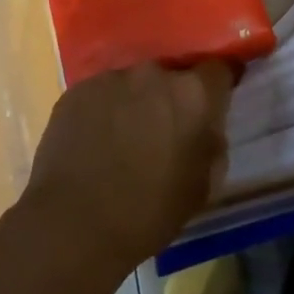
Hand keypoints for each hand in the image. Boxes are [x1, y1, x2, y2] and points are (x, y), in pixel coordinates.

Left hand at [22, 62, 232, 271]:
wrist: (73, 224)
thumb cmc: (148, 213)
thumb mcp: (202, 188)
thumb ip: (211, 145)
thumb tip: (207, 128)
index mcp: (192, 94)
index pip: (218, 69)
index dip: (220, 84)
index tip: (217, 99)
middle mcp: (153, 73)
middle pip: (172, 75)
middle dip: (172, 97)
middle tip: (165, 130)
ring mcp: (112, 77)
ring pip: (134, 84)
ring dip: (136, 103)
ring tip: (124, 140)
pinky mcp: (78, 89)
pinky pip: (102, 94)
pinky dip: (105, 111)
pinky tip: (96, 143)